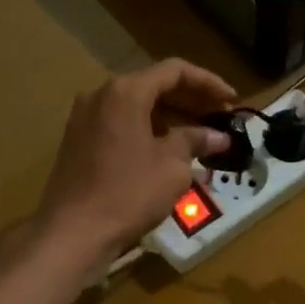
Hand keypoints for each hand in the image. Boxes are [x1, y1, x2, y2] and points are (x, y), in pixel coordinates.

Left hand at [32, 60, 235, 263]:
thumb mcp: (171, 167)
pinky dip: (147, 129)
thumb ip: (195, 141)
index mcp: (126, 92)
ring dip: (169, 116)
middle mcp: (101, 95)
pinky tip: (167, 150)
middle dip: (190, 100)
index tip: (232, 100)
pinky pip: (120, 123)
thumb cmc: (128, 193)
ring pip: (136, 106)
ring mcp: (85, 118)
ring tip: (199, 137)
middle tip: (220, 117)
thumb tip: (219, 137)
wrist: (72, 232)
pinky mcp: (78, 140)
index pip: (174, 71)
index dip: (208, 82)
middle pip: (153, 85)